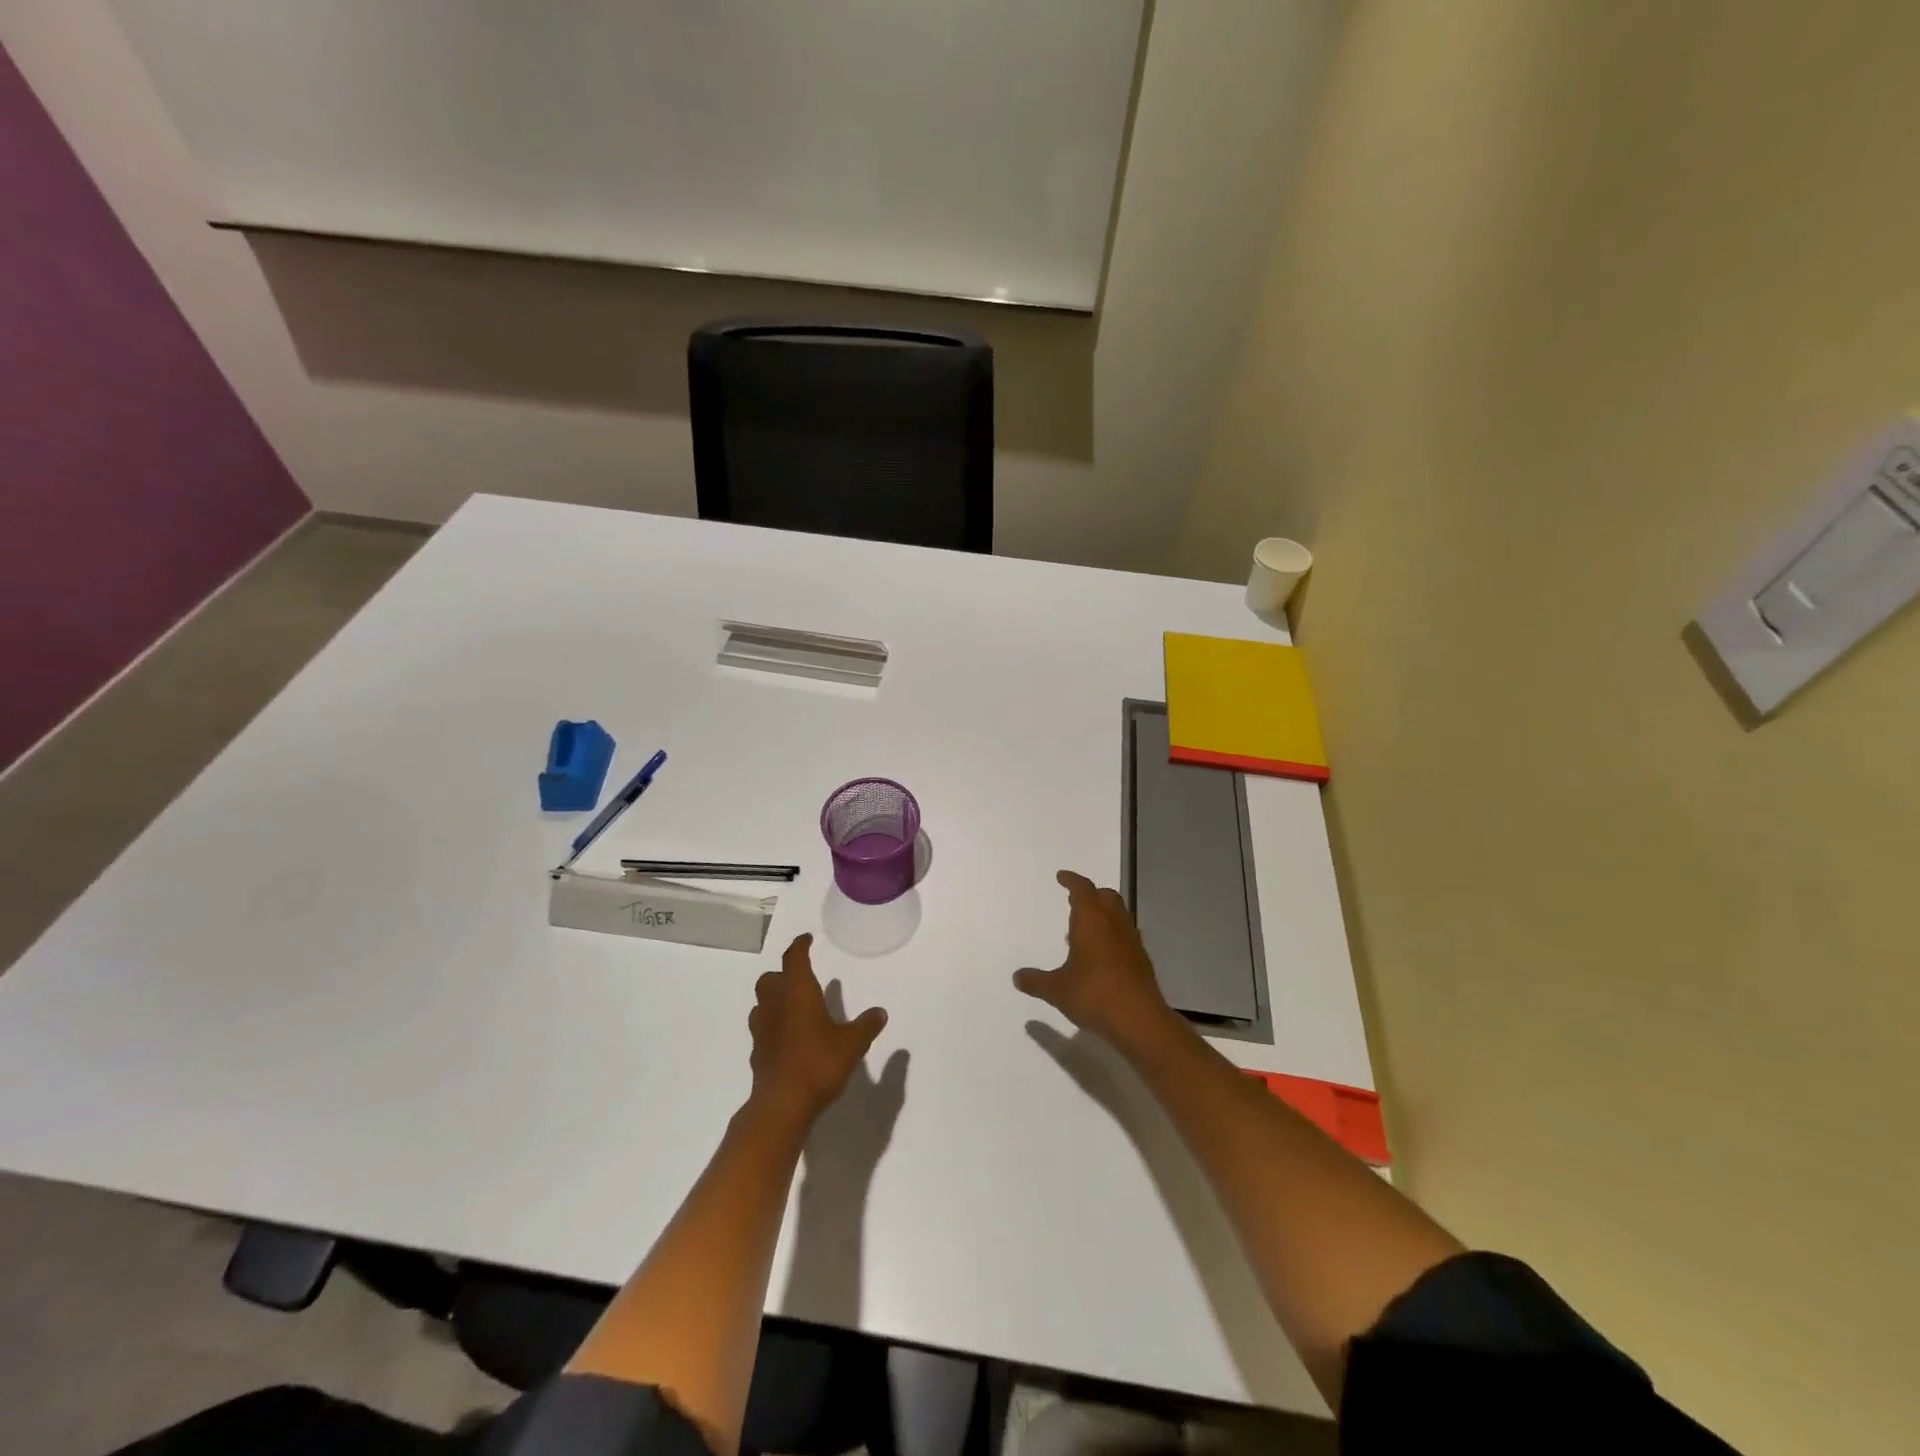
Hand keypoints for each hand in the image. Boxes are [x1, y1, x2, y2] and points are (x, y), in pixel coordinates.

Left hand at [750, 934, 888, 1126]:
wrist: (782, 1104)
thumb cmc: (818, 1063)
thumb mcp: (852, 1043)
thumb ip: (867, 1025)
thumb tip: (880, 1012)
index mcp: (797, 992)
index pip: (794, 958)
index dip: (800, 946)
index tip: (807, 939)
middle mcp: (775, 1004)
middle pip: (770, 979)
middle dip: (783, 974)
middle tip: (801, 978)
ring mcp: (762, 1029)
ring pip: (762, 1003)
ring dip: (775, 999)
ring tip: (794, 1006)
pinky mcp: (757, 1053)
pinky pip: (763, 1029)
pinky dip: (773, 1025)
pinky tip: (788, 1037)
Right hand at [1014, 871, 1179, 1059]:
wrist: (1139, 1020)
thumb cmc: (1094, 995)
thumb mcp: (1057, 989)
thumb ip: (1036, 981)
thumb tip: (1017, 977)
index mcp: (1092, 920)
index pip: (1082, 889)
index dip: (1071, 880)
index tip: (1062, 876)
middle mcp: (1114, 923)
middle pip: (1105, 896)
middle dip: (1090, 894)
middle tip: (1074, 899)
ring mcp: (1131, 941)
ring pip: (1119, 915)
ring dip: (1103, 914)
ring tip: (1085, 927)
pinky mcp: (1142, 960)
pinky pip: (1125, 935)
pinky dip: (1112, 934)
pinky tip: (1102, 954)